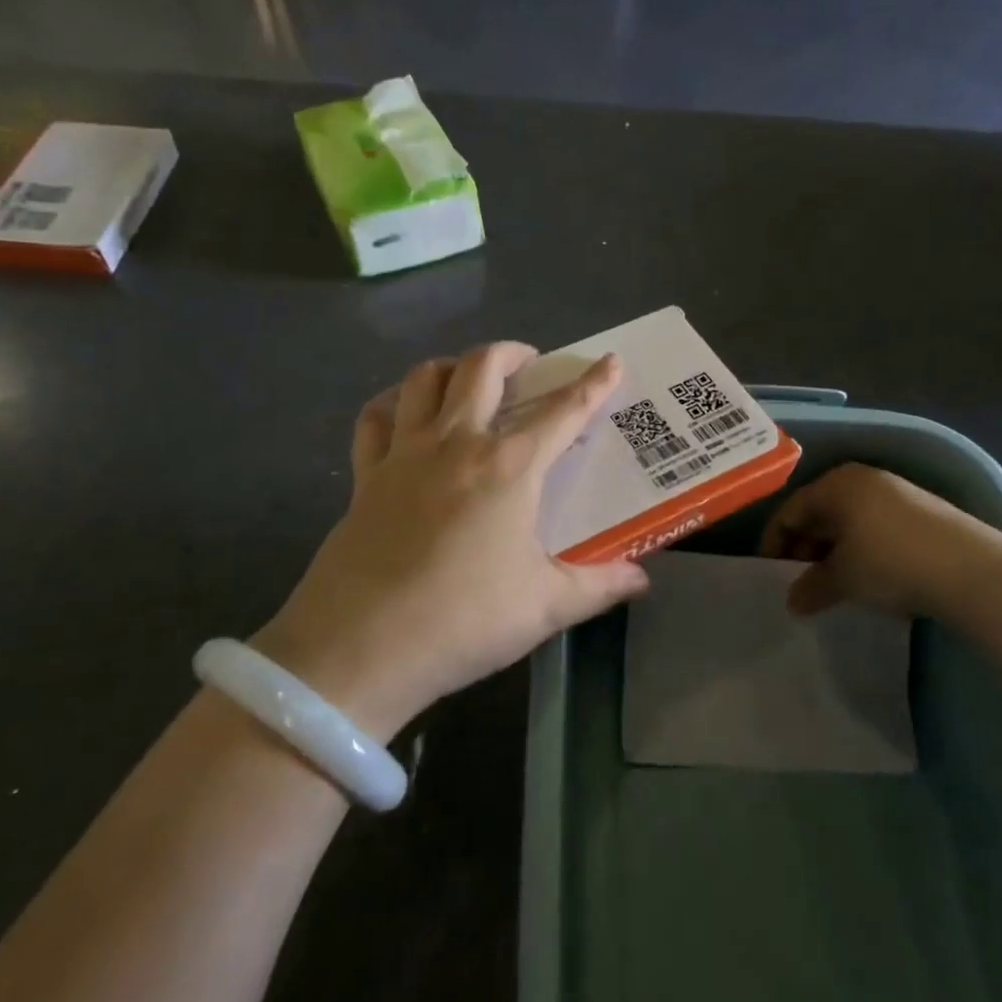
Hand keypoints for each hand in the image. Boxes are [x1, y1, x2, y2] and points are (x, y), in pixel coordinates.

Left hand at [253, 343, 649, 739]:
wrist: (360, 648)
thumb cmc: (463, 621)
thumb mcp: (544, 607)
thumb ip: (598, 586)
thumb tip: (641, 579)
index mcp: (509, 467)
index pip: (562, 411)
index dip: (592, 384)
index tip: (610, 362)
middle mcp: (457, 444)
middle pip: (482, 368)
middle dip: (512, 353)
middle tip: (529, 364)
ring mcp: (404, 454)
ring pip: (424, 378)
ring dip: (453, 367)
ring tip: (470, 380)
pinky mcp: (366, 476)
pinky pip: (375, 418)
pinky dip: (394, 403)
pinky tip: (404, 413)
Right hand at [760, 464, 1001, 619]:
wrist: (974, 570)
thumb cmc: (891, 563)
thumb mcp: (843, 579)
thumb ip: (811, 587)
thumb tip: (793, 602)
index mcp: (835, 484)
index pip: (790, 510)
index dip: (773, 542)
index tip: (769, 573)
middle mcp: (862, 479)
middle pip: (819, 512)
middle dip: (804, 547)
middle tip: (798, 580)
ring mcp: (895, 493)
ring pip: (848, 520)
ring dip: (833, 550)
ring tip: (831, 583)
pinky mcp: (921, 511)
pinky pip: (874, 526)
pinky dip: (860, 548)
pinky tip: (867, 575)